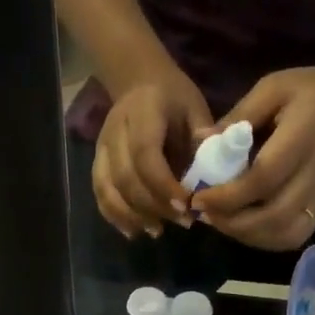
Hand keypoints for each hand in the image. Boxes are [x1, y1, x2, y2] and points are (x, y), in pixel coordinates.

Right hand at [93, 73, 213, 238]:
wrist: (140, 82)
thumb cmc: (174, 99)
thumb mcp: (195, 108)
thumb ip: (203, 137)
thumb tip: (217, 165)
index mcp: (142, 112)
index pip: (145, 154)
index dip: (163, 184)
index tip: (186, 206)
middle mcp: (115, 130)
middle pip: (125, 177)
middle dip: (153, 206)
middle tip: (182, 222)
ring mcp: (101, 148)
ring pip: (108, 189)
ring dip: (132, 216)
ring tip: (158, 231)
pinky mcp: (97, 162)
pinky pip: (100, 194)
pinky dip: (115, 216)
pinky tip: (134, 232)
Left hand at [194, 62, 314, 250]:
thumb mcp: (277, 88)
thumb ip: (239, 115)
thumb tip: (200, 142)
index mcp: (300, 142)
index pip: (261, 181)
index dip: (226, 196)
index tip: (197, 196)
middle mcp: (313, 178)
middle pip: (269, 217)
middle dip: (230, 221)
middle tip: (202, 211)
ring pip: (280, 234)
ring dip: (244, 235)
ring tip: (219, 219)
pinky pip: (291, 237)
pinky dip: (263, 240)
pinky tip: (243, 226)